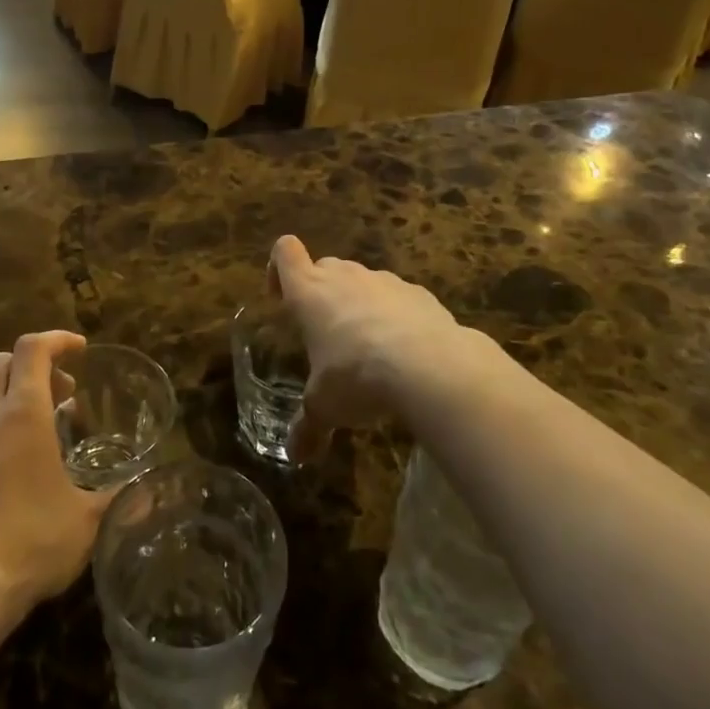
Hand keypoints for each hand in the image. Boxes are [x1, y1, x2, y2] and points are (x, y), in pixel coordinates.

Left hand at [0, 332, 111, 622]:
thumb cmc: (32, 540)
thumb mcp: (87, 520)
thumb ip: (118, 498)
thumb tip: (149, 493)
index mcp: (22, 412)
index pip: (33, 348)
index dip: (57, 340)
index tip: (81, 350)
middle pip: (3, 362)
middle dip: (35, 366)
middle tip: (64, 392)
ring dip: (15, 401)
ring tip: (43, 437)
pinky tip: (11, 476)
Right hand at [268, 235, 477, 461]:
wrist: (430, 366)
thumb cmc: (356, 377)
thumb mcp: (324, 407)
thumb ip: (308, 427)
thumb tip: (295, 456)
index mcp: (309, 291)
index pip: (285, 252)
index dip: (279, 268)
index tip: (282, 297)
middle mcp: (344, 276)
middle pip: (324, 266)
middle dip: (320, 292)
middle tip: (324, 332)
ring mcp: (384, 281)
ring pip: (362, 281)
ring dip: (359, 304)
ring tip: (367, 348)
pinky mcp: (420, 293)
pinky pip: (398, 298)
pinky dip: (395, 316)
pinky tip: (405, 352)